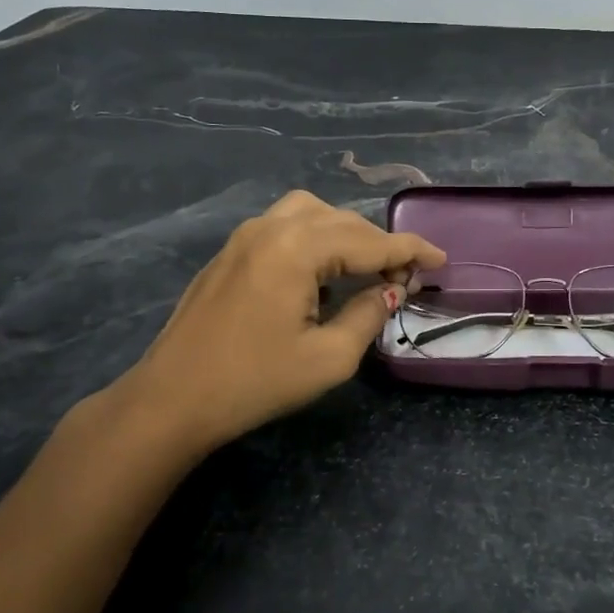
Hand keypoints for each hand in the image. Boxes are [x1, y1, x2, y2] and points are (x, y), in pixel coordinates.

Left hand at [105, 191, 445, 457]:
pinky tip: (323, 270)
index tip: (441, 259)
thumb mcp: (329, 357)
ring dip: (347, 233)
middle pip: (342, 220)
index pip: (369, 240)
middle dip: (380, 244)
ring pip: (312, 213)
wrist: (172, 399)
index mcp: (297, 248)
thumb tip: (391, 289)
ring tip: (366, 267)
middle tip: (406, 276)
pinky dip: (316, 237)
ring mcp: (245, 236)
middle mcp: (271, 228)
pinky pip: (285, 225)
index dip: (410, 249)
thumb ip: (369, 314)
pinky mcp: (230, 252)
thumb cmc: (255, 382)